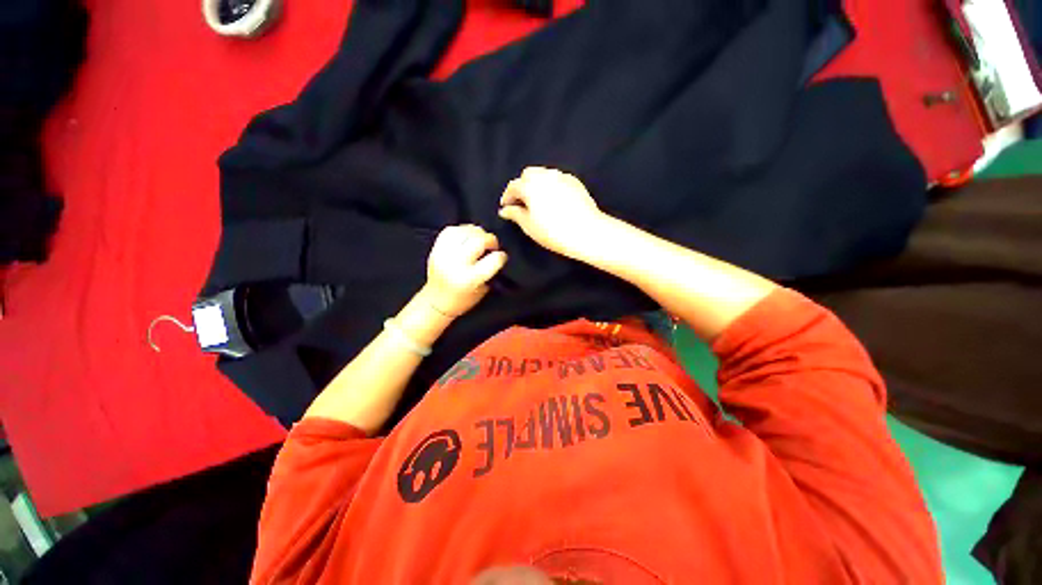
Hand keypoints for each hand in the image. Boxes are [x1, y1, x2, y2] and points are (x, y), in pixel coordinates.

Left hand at [423, 225, 507, 317]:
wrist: (435, 302)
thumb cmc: (463, 300)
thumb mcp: (482, 290)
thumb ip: (490, 270)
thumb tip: (496, 251)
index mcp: (470, 279)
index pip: (494, 259)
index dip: (501, 256)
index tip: (502, 257)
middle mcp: (457, 264)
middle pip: (479, 241)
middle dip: (491, 240)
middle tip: (492, 246)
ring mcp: (444, 254)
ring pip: (465, 231)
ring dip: (477, 233)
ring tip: (480, 239)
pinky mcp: (435, 249)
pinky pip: (451, 230)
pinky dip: (462, 230)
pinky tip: (467, 236)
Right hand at [499, 167, 606, 260]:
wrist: (586, 232)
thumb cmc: (553, 232)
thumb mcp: (529, 226)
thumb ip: (515, 214)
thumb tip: (505, 210)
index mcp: (530, 185)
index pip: (513, 186)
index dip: (508, 197)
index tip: (506, 207)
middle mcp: (545, 175)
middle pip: (528, 175)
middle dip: (522, 186)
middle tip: (522, 203)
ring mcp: (561, 176)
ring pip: (543, 174)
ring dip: (536, 184)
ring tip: (537, 201)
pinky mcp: (574, 181)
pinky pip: (557, 179)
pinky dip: (551, 186)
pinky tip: (553, 200)